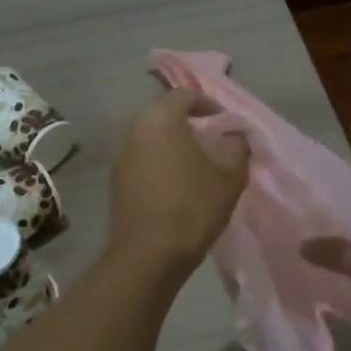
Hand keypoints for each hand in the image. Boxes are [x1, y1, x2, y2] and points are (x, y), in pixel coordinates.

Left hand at [108, 89, 250, 271]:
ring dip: (171, 142)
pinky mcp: (114, 181)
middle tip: (210, 139)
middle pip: (163, 114)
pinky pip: (140, 158)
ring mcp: (119, 155)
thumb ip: (236, 146)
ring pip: (149, 137)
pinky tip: (175, 182)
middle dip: (187, 122)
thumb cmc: (193, 206)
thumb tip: (235, 135)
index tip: (224, 121)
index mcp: (160, 119)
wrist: (148, 255)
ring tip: (194, 162)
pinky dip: (158, 161)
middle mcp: (134, 129)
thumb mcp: (229, 175)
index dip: (208, 104)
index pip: (184, 95)